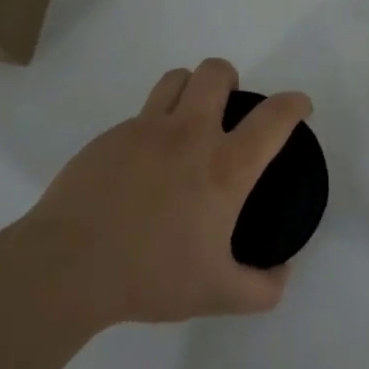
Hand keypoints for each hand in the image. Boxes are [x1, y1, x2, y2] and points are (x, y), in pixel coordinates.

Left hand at [21, 58, 312, 325]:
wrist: (68, 267)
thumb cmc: (150, 277)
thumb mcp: (219, 295)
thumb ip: (263, 288)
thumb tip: (283, 274)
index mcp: (224, 167)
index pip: (273, 118)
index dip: (295, 104)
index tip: (300, 106)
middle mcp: (188, 135)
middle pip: (216, 73)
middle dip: (231, 80)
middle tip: (230, 110)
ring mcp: (143, 130)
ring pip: (175, 79)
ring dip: (192, 89)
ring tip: (189, 121)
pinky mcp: (108, 137)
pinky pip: (140, 114)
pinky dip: (154, 126)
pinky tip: (145, 165)